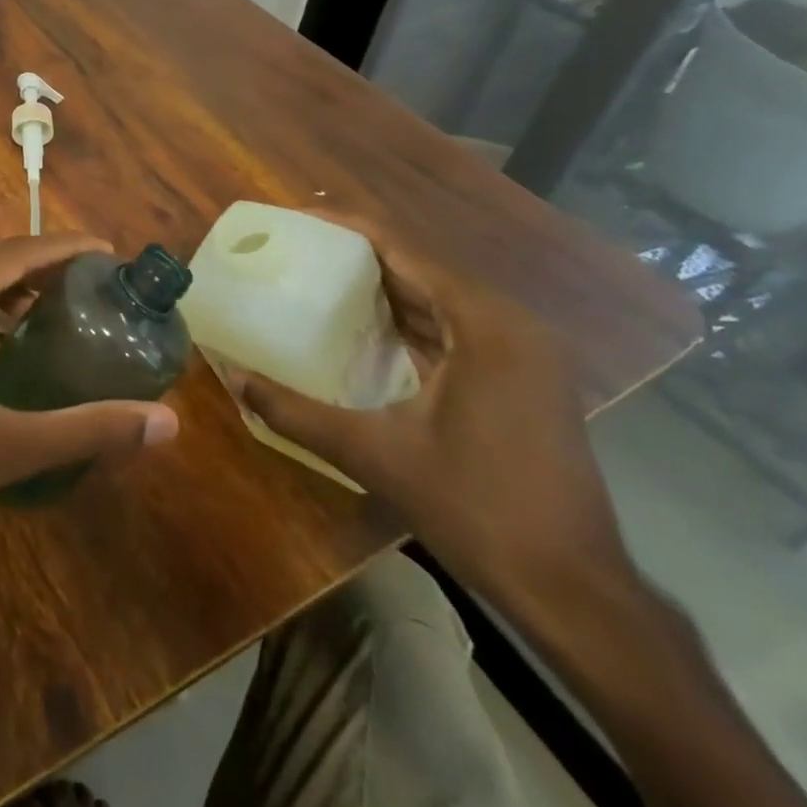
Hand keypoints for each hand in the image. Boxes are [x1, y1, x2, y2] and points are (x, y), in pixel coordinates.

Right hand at [226, 216, 634, 619]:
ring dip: (383, 284)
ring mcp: (524, 351)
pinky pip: (455, 325)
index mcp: (484, 324)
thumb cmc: (477, 510)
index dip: (347, 226)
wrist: (573, 589)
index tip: (296, 217)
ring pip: (440, 295)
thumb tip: (233, 378)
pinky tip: (365, 328)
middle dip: (358, 252)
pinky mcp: (524, 376)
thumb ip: (297, 412)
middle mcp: (510, 322)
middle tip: (296, 247)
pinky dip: (409, 317)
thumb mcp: (376, 455)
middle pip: (422, 265)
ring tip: (319, 276)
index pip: (405, 248)